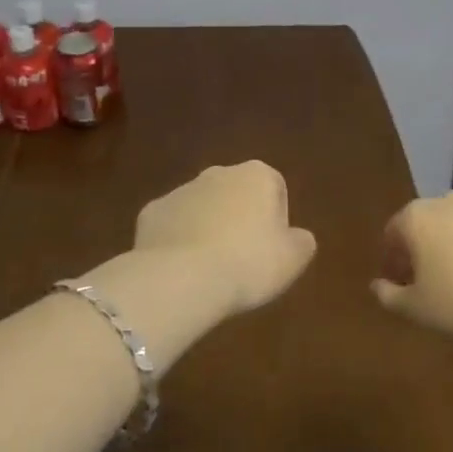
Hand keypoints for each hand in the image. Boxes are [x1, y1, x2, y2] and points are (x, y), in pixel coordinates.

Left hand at [134, 161, 317, 318]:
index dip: (277, 219)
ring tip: (211, 269)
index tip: (272, 248)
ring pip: (201, 207)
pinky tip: (182, 269)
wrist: (182, 278)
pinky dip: (178, 241)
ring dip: (208, 228)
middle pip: (235, 193)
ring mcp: (180, 190)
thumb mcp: (293, 259)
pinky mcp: (151, 212)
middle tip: (243, 258)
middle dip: (239, 218)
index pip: (275, 187)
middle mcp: (217, 173)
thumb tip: (297, 236)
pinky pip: (172, 225)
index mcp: (256, 175)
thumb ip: (301, 241)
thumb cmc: (248, 263)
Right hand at [371, 190, 452, 344]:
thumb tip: (376, 286)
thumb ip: (389, 296)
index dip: (393, 260)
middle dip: (427, 250)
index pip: (393, 233)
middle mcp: (451, 201)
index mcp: (418, 218)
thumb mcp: (417, 311)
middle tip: (434, 284)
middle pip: (429, 224)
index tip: (401, 285)